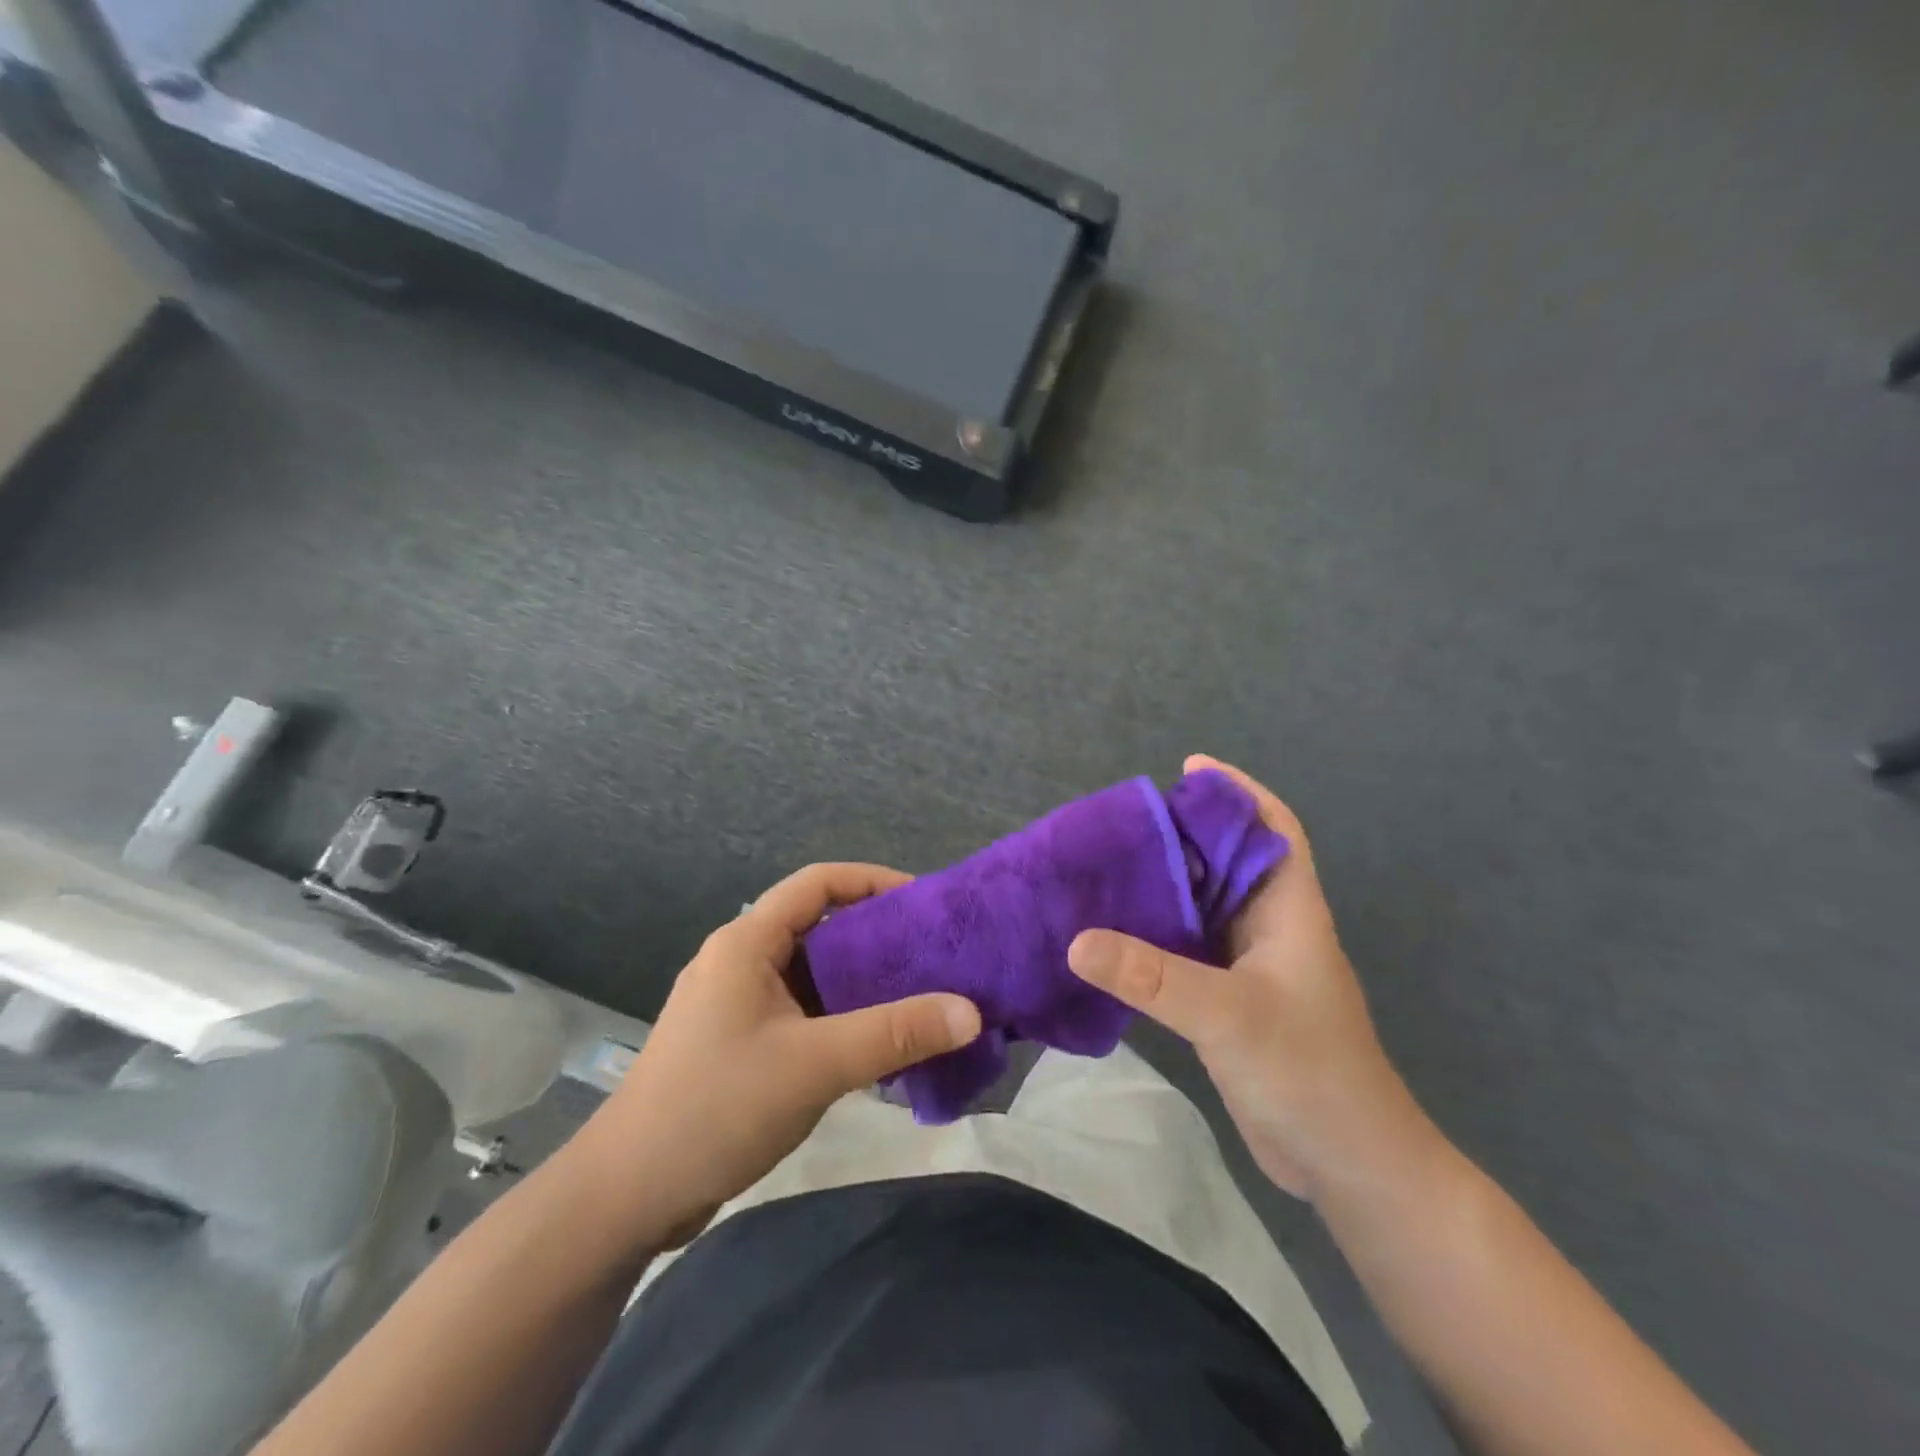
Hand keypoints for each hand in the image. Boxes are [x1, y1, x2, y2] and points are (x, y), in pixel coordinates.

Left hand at [584, 863, 981, 1242]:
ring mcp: (737, 1004)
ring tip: (918, 998)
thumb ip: (895, 1034)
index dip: (873, 881)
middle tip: (933, 956)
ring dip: (862, 983)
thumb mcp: (815, 1064)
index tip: (924, 903)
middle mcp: (740, 961)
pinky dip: (841, 1018)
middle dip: (877, 936)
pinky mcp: (739, 1043)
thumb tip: (971, 1011)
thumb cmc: (716, 1108)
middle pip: (819, 926)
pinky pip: (802, 1012)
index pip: (818, 882)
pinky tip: (877, 1046)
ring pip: (812, 974)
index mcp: (747, 942)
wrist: (626, 1196)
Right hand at [1068, 756, 1435, 1200]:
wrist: (1349, 1165)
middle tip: (1124, 821)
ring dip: (1166, 884)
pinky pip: (1188, 950)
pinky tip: (1115, 935)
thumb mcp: (1229, 1015)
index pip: (1273, 829)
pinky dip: (1156, 934)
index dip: (1238, 791)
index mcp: (1289, 911)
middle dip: (1185, 834)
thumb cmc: (1309, 1072)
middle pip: (1228, 861)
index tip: (1188, 768)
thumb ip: (1153, 977)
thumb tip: (1077, 939)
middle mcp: (1270, 929)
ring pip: (1204, 906)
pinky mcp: (1229, 1002)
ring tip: (1109, 865)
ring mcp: (1251, 967)